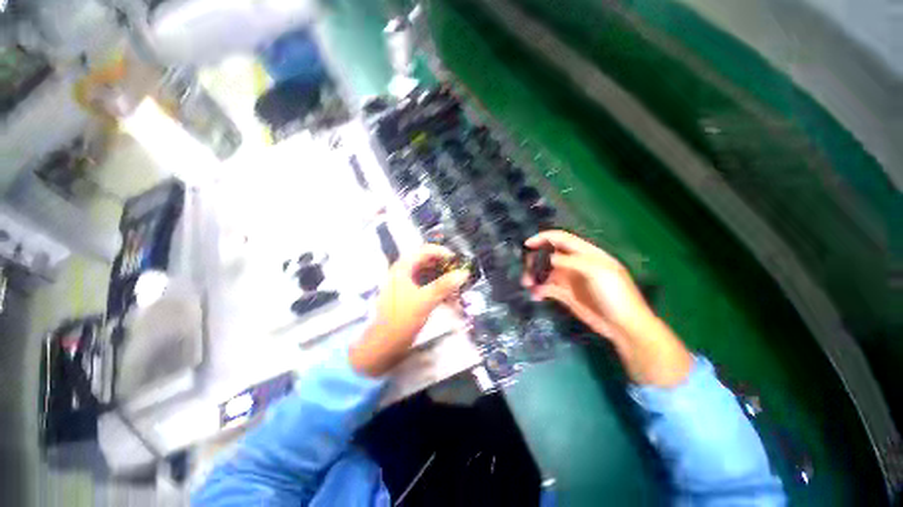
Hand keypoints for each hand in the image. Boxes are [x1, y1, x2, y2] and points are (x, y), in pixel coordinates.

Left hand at [351, 244, 469, 376]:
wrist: (383, 345)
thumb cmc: (401, 319)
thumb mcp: (425, 300)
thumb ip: (444, 285)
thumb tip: (464, 273)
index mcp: (403, 268)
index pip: (425, 251)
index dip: (443, 253)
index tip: (458, 261)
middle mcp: (403, 272)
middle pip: (427, 262)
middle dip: (445, 268)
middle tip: (459, 274)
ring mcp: (405, 285)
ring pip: (428, 275)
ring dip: (443, 280)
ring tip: (457, 288)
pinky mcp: (409, 296)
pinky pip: (426, 287)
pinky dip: (438, 290)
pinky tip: (449, 299)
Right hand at [522, 230, 651, 340]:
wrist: (624, 326)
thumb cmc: (615, 294)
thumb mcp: (598, 272)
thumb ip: (572, 262)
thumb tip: (547, 258)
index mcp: (586, 253)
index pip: (561, 239)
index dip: (544, 238)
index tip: (527, 245)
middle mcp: (575, 264)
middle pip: (549, 255)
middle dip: (535, 260)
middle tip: (526, 270)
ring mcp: (569, 280)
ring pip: (545, 272)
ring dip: (534, 275)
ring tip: (527, 284)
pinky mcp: (565, 295)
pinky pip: (547, 288)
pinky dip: (539, 290)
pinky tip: (535, 295)